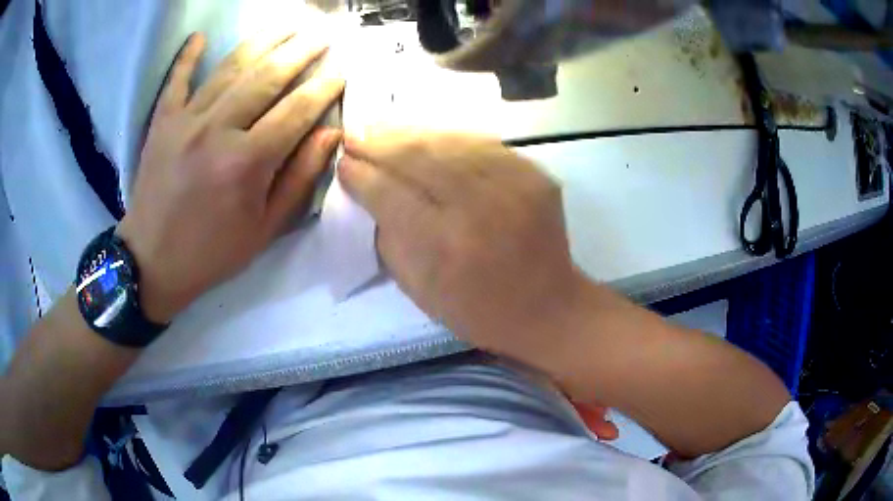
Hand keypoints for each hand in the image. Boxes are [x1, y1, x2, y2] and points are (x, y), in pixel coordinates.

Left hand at [118, 32, 344, 322]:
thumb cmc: (212, 252)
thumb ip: (299, 178)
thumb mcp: (264, 229)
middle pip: (267, 77)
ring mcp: (185, 121)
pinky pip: (177, 80)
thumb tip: (330, 134)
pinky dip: (188, 57)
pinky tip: (200, 36)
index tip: (342, 70)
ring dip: (263, 41)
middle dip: (301, 51)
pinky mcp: (162, 122)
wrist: (152, 261)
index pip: (296, 110)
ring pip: (230, 68)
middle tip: (322, 32)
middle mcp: (217, 131)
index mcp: (246, 163)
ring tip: (287, 24)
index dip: (324, 87)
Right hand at [338, 131, 584, 360]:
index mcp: (446, 246)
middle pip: (418, 158)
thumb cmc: (480, 311)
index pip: (390, 195)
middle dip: (378, 144)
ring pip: (449, 143)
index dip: (361, 176)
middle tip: (354, 135)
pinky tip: (426, 136)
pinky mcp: (535, 175)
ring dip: (409, 133)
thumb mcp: (421, 291)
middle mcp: (480, 207)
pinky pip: (482, 144)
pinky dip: (448, 138)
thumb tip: (370, 194)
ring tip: (381, 128)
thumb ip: (391, 239)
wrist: (550, 307)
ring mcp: (514, 185)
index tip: (343, 163)